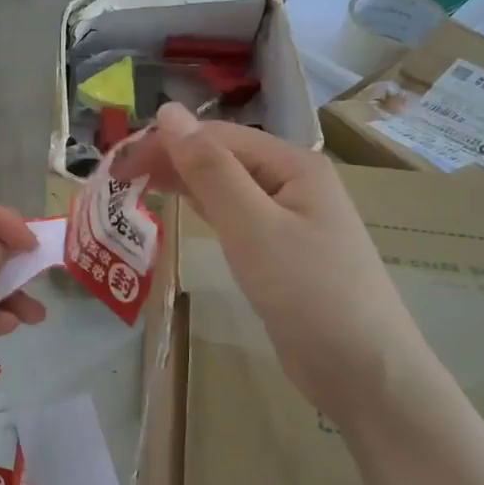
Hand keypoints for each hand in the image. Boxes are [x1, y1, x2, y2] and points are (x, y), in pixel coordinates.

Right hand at [110, 105, 428, 420]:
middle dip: (172, 160)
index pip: (217, 136)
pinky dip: (205, 208)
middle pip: (223, 157)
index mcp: (294, 163)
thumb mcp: (253, 226)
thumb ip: (209, 168)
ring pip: (227, 185)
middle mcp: (294, 181)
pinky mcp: (282, 250)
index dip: (165, 142)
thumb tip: (169, 111)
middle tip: (118, 178)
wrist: (365, 374)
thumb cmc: (309, 293)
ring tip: (136, 187)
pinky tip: (181, 208)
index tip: (117, 163)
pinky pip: (236, 215)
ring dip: (184, 182)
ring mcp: (290, 217)